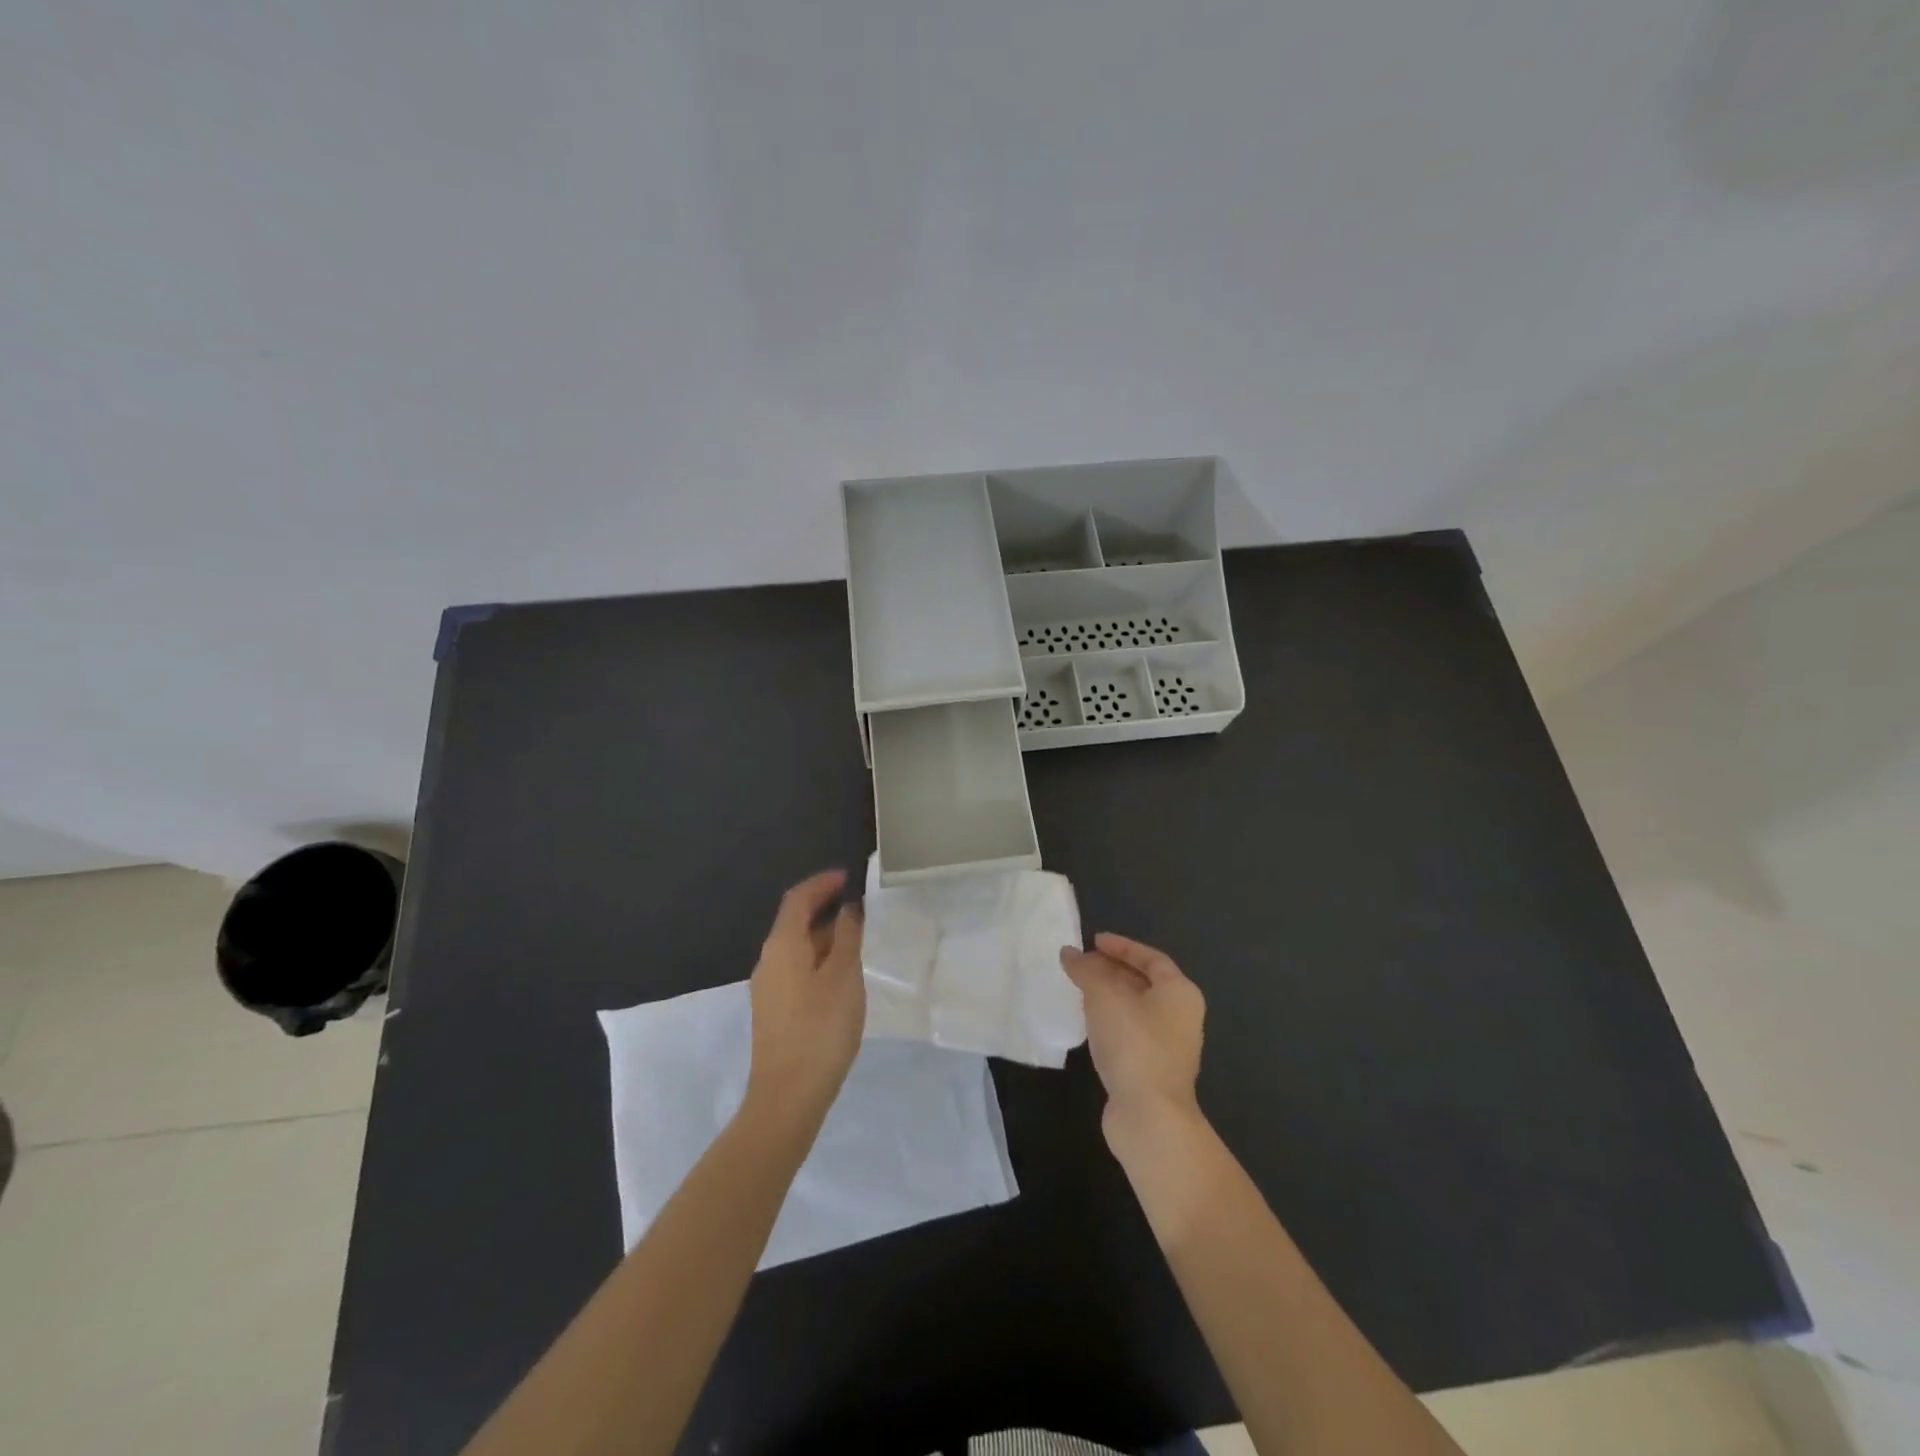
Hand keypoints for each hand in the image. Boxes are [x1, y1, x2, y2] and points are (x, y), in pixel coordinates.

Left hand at [745, 870, 865, 1125]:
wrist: (788, 1095)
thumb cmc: (820, 1028)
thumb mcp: (844, 976)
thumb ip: (847, 936)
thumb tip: (847, 909)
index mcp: (783, 945)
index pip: (798, 899)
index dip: (822, 883)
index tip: (848, 876)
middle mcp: (768, 960)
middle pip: (794, 921)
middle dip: (824, 907)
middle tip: (858, 905)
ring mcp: (767, 987)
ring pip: (796, 947)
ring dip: (823, 934)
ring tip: (856, 937)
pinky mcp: (773, 1010)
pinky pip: (796, 968)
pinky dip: (818, 957)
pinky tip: (841, 973)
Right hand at [1062, 932, 1205, 1148]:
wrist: (1150, 1116)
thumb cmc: (1133, 1044)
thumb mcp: (1104, 997)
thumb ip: (1086, 970)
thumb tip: (1069, 953)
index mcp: (1179, 992)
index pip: (1151, 958)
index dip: (1122, 946)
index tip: (1093, 941)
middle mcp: (1181, 1016)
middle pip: (1144, 982)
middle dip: (1111, 970)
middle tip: (1080, 964)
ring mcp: (1169, 1046)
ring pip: (1135, 1009)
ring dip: (1108, 996)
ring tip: (1078, 989)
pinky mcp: (1153, 1070)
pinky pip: (1130, 1032)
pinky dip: (1110, 1020)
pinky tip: (1088, 1023)